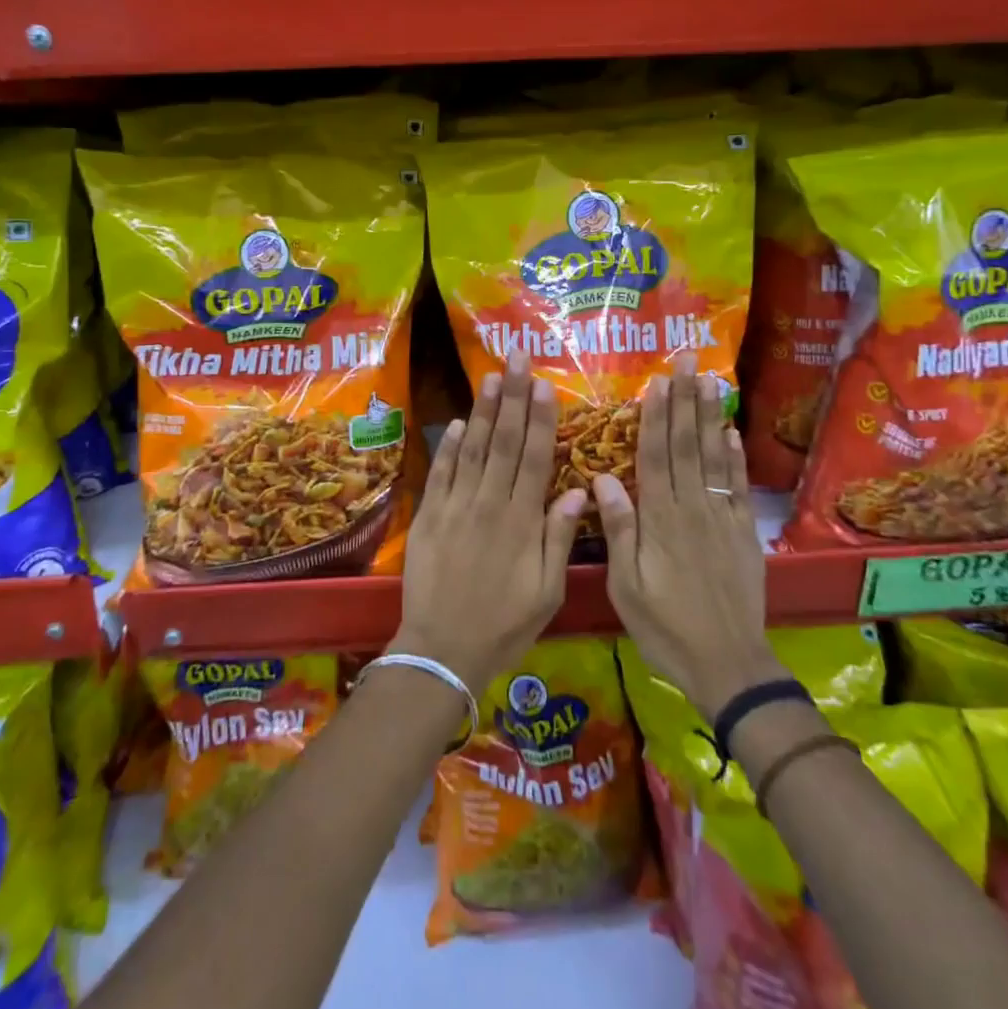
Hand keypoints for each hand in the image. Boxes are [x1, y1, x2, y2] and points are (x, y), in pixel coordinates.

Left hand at [392, 350, 585, 692]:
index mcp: (522, 521)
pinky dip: (449, 446)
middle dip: (513, 397)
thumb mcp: (546, 592)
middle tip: (517, 358)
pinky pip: (441, 473)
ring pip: (474, 449)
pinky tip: (459, 422)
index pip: (535, 458)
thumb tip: (578, 491)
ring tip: (492, 376)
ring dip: (484, 411)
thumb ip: (559, 538)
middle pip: (505, 442)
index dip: (541, 419)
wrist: (442, 649)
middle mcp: (489, 504)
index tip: (545, 385)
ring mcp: (456, 507)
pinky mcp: (429, 516)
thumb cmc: (504, 625)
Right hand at [596, 352, 787, 719]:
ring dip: (711, 416)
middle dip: (686, 400)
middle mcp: (692, 509)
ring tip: (710, 379)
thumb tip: (602, 478)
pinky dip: (736, 457)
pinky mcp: (744, 533)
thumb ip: (619, 530)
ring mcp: (722, 518)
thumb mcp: (627, 587)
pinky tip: (732, 431)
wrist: (728, 665)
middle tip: (688, 360)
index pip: (656, 456)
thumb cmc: (666, 629)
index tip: (657, 381)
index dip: (656, 416)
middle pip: (688, 445)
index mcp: (660, 520)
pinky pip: (739, 487)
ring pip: (715, 457)